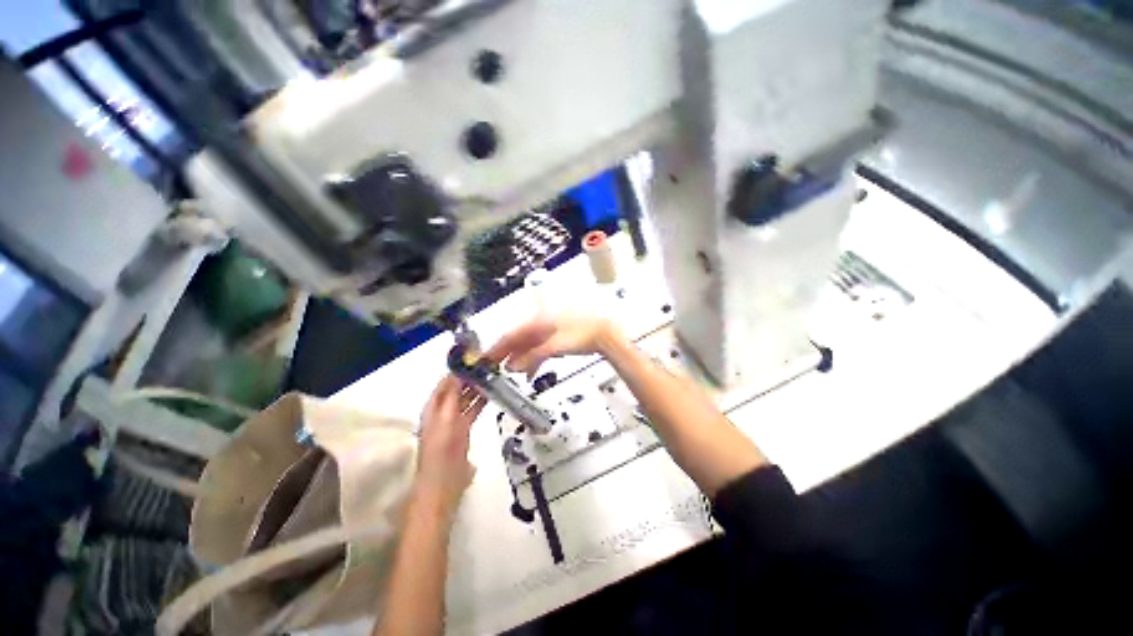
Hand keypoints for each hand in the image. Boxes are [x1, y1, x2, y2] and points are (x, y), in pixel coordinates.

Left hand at [415, 376, 485, 516]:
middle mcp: (442, 412)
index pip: (445, 382)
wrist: (444, 485)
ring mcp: (453, 422)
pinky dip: (480, 402)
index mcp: (433, 408)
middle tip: (489, 366)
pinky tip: (491, 395)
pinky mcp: (463, 431)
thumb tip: (458, 372)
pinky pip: (472, 411)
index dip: (458, 370)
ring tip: (493, 377)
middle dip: (470, 377)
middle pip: (456, 389)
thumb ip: (452, 395)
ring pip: (465, 399)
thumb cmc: (442, 450)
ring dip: (476, 388)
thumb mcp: (447, 419)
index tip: (475, 358)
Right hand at [486, 313, 622, 376]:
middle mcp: (539, 324)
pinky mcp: (556, 338)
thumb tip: (512, 367)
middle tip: (494, 369)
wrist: (603, 334)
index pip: (510, 335)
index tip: (484, 359)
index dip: (496, 348)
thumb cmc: (581, 335)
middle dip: (506, 355)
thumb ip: (532, 357)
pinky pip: (539, 349)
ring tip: (513, 373)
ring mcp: (548, 331)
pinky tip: (531, 372)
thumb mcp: (554, 347)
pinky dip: (534, 360)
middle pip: (517, 340)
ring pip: (528, 346)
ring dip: (520, 359)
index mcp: (537, 322)